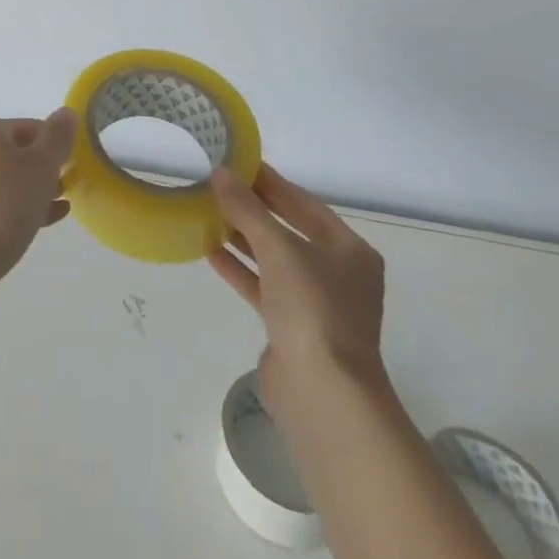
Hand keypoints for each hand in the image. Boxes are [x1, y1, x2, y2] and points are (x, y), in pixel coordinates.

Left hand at [0, 110, 76, 325]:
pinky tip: (36, 227)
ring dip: (32, 192)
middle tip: (68, 189)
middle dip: (44, 170)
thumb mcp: (39, 169)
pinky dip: (15, 211)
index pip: (32, 126)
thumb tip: (66, 112)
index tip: (76, 167)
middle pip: (16, 153)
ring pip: (4, 182)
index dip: (56, 144)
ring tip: (58, 208)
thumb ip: (56, 139)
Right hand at [208, 164, 388, 408]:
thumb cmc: (312, 309)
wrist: (323, 396)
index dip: (271, 182)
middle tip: (218, 185)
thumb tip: (220, 173)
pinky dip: (240, 269)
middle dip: (254, 209)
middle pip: (289, 230)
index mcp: (350, 251)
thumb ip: (247, 209)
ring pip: (274, 259)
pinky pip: (263, 287)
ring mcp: (316, 305)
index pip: (305, 204)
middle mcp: (338, 275)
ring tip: (208, 213)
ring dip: (243, 238)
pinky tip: (210, 251)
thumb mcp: (278, 248)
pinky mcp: (293, 330)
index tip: (239, 162)